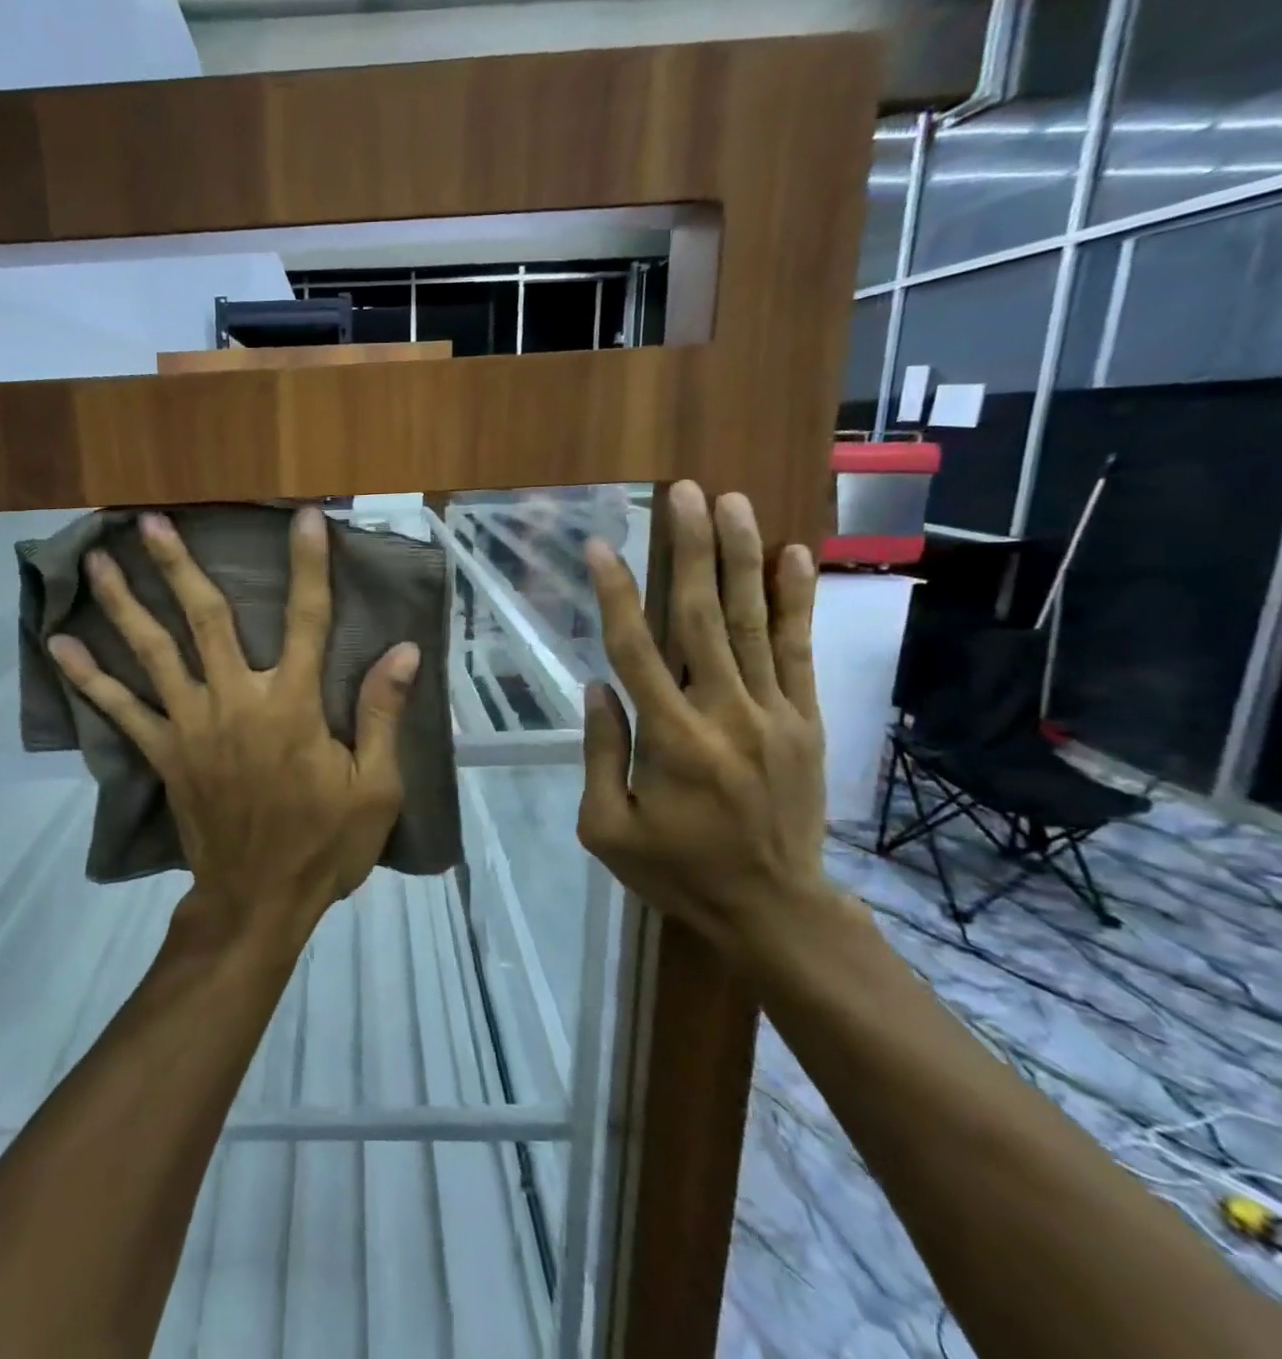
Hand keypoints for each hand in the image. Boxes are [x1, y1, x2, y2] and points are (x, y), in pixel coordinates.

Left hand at [48, 506, 420, 947]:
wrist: (257, 902)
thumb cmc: (323, 845)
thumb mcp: (375, 788)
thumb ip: (382, 715)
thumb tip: (404, 651)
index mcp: (292, 706)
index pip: (305, 620)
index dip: (309, 567)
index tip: (304, 520)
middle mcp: (236, 702)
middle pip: (206, 619)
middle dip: (179, 567)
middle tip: (149, 520)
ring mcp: (192, 726)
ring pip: (155, 652)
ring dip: (126, 604)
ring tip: (98, 562)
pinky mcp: (164, 754)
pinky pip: (121, 710)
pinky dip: (89, 678)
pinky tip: (59, 646)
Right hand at [576, 481, 835, 965]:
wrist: (774, 909)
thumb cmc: (677, 870)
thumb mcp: (607, 828)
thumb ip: (599, 754)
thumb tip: (597, 686)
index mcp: (670, 740)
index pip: (635, 650)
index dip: (615, 593)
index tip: (600, 545)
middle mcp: (724, 713)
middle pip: (703, 617)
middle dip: (691, 549)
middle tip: (684, 492)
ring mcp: (773, 713)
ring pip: (754, 622)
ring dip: (741, 558)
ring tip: (732, 502)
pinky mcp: (805, 721)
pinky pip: (799, 652)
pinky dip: (796, 601)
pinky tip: (792, 554)